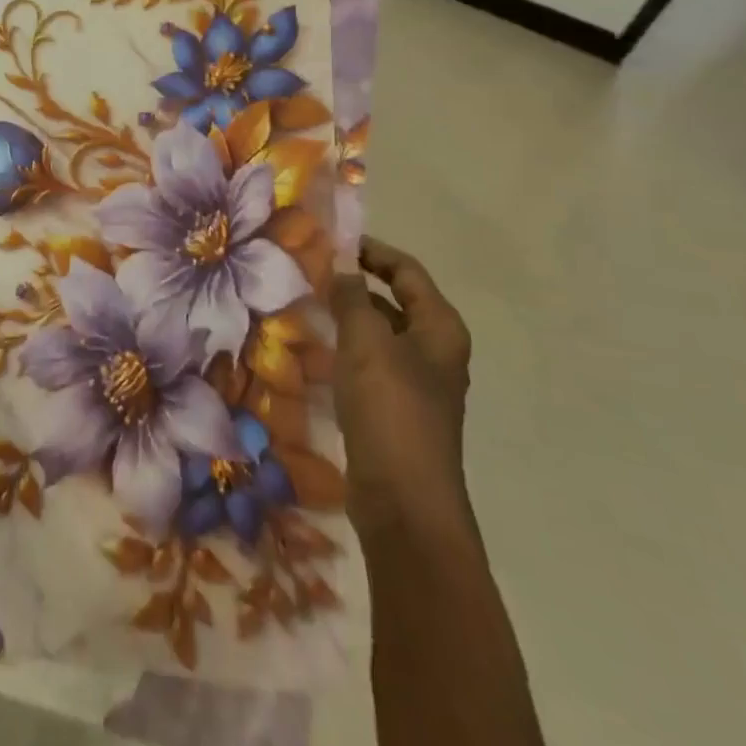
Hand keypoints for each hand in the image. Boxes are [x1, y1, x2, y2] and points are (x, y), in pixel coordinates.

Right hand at [329, 236, 472, 538]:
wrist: (404, 502)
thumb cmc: (391, 409)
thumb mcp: (367, 342)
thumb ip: (352, 298)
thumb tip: (341, 266)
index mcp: (440, 328)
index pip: (406, 271)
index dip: (372, 251)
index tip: (332, 242)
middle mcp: (434, 351)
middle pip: (395, 301)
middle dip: (356, 285)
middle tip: (311, 273)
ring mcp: (416, 385)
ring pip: (379, 335)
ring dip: (347, 319)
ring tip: (305, 305)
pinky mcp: (395, 412)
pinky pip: (368, 367)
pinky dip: (345, 352)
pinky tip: (314, 353)